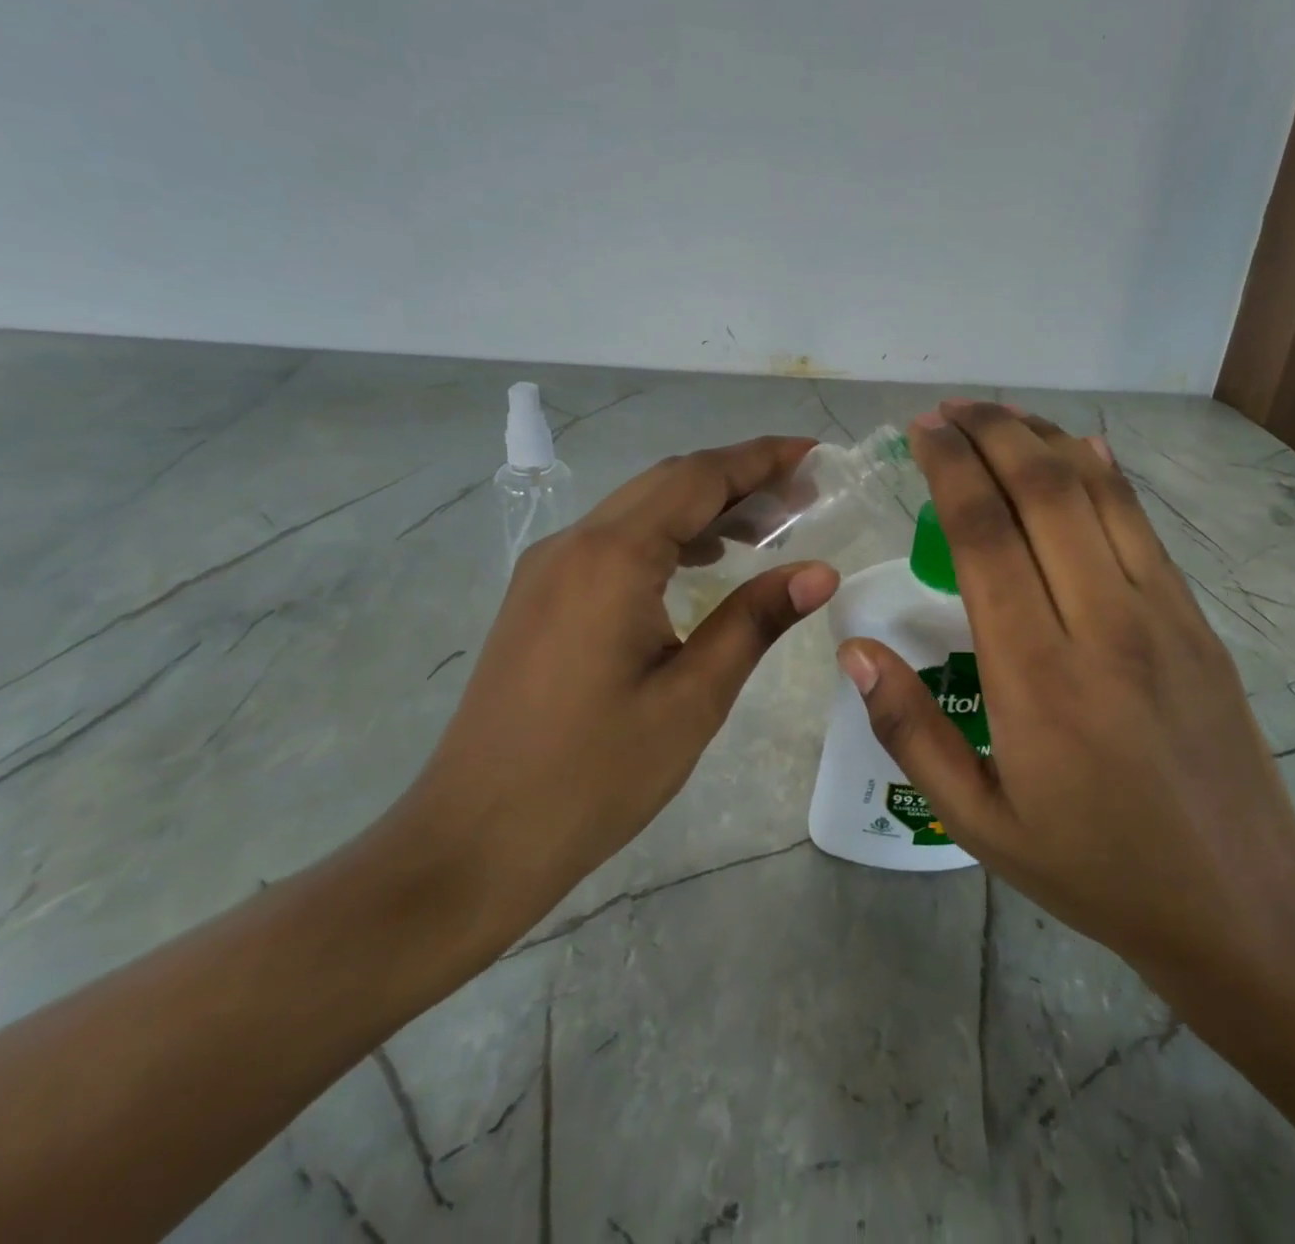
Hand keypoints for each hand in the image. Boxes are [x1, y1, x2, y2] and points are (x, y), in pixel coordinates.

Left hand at [397, 437, 838, 955]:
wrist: (474, 841)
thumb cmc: (593, 775)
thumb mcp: (692, 698)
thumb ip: (755, 620)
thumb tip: (820, 571)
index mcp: (612, 558)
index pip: (698, 478)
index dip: (761, 459)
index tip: (814, 454)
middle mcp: (573, 544)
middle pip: (668, 482)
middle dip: (738, 478)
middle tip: (803, 495)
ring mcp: (547, 570)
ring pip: (638, 510)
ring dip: (702, 508)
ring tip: (766, 528)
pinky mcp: (538, 598)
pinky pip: (613, 542)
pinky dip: (667, 537)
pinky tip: (702, 565)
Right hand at [834, 402, 1294, 1003]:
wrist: (1239, 907)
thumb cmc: (1092, 867)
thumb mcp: (978, 822)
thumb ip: (910, 732)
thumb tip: (856, 651)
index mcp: (1036, 677)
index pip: (984, 537)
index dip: (949, 470)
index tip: (920, 433)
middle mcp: (1102, 625)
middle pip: (1042, 492)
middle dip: (990, 433)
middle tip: (949, 409)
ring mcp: (1161, 616)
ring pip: (1098, 495)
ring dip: (1043, 441)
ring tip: (999, 415)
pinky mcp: (1197, 621)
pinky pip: (1143, 527)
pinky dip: (1106, 475)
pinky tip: (1080, 449)